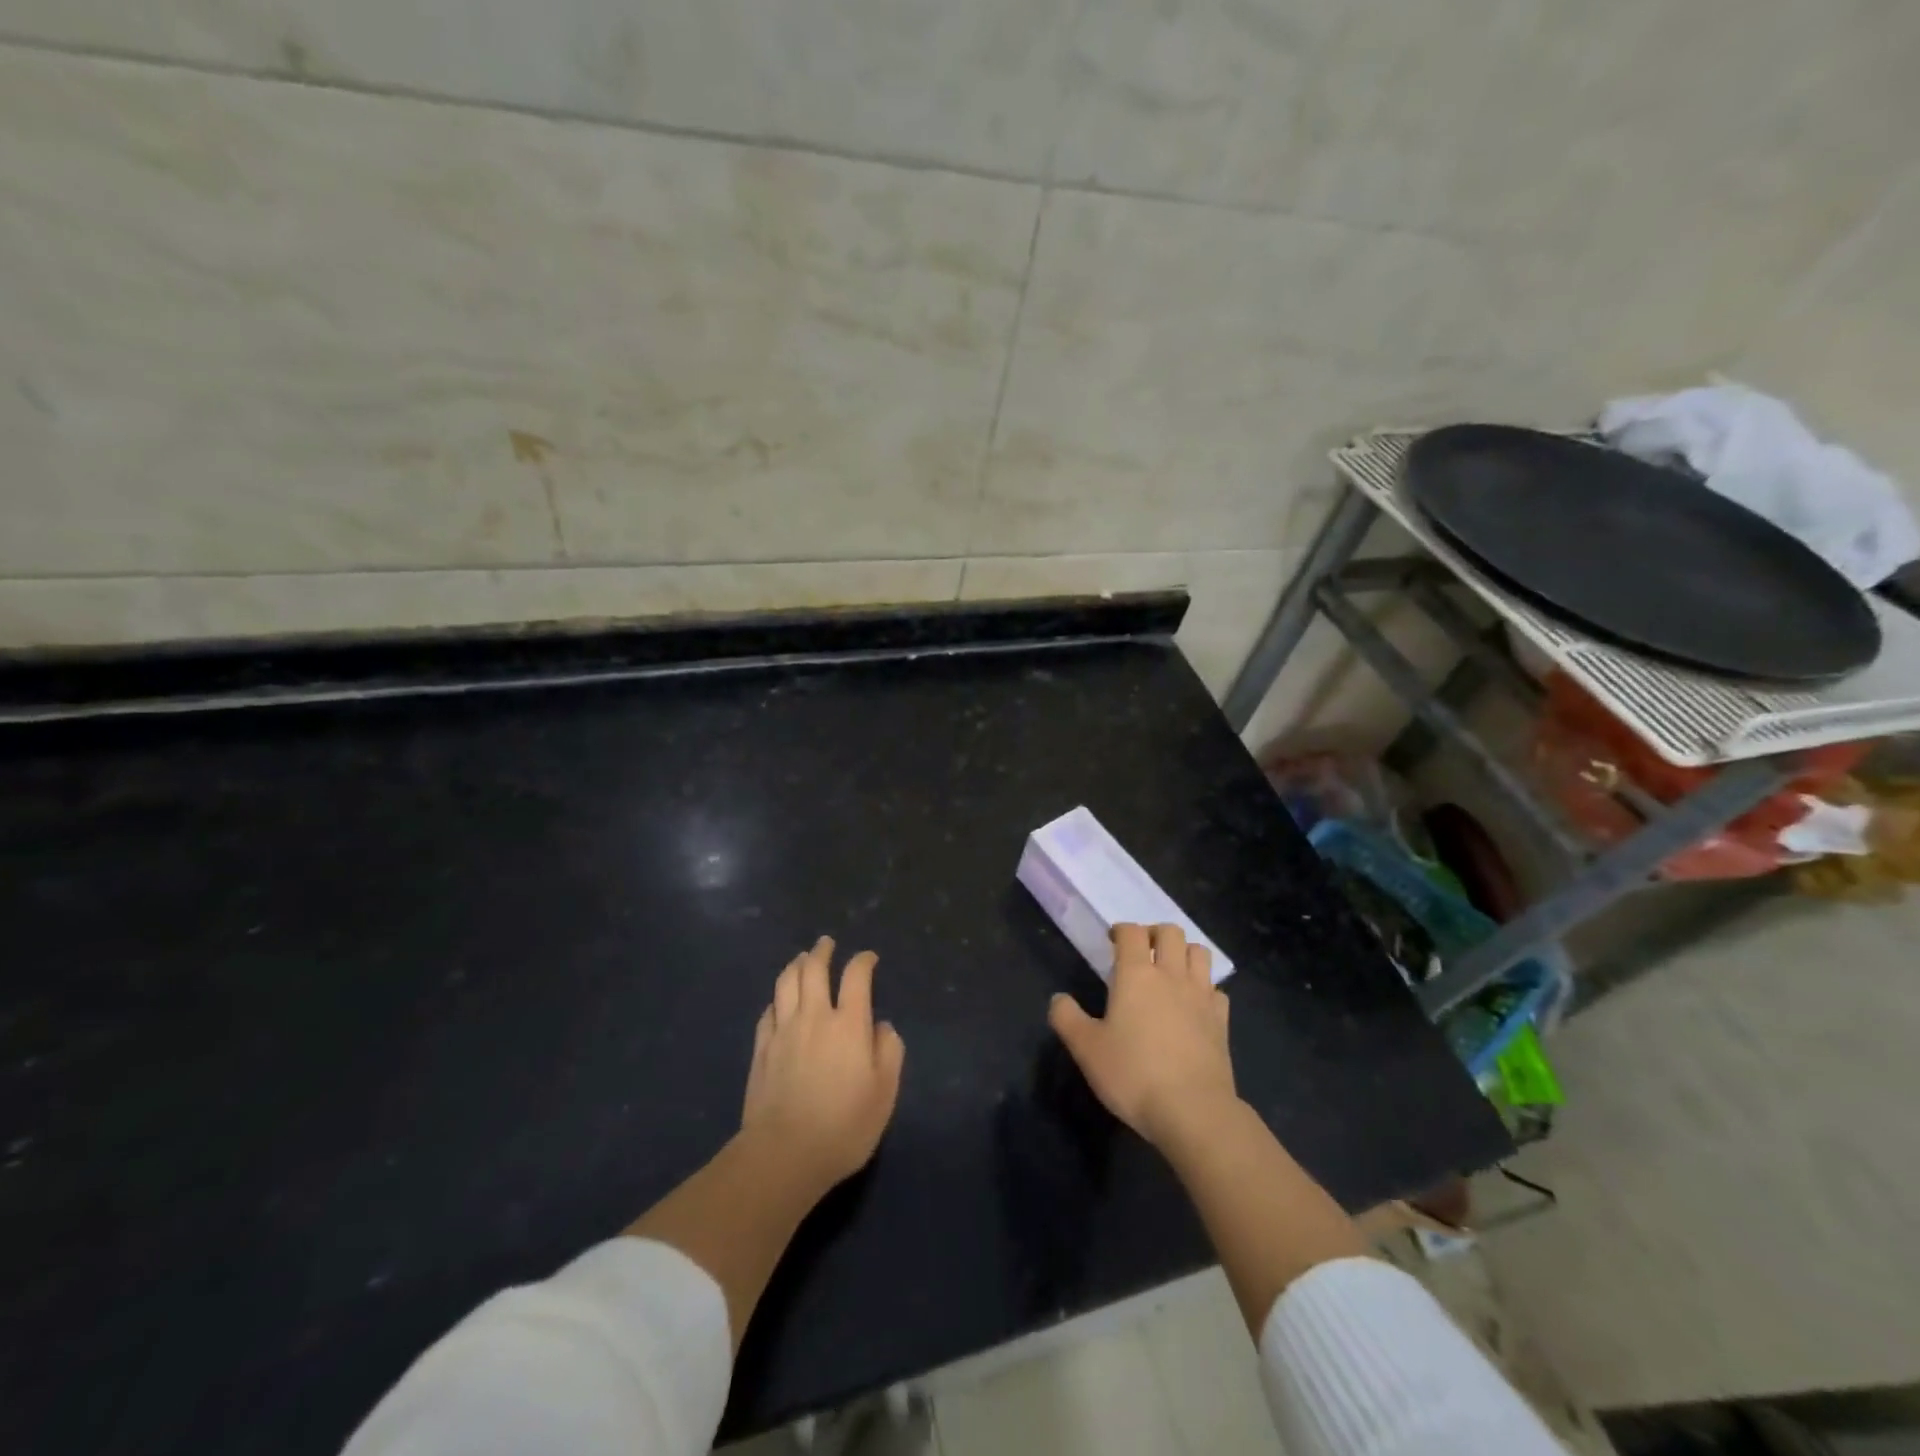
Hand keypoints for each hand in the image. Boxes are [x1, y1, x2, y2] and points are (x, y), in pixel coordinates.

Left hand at [742, 936, 905, 1195]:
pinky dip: (777, 997)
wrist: (784, 1153)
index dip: (863, 961)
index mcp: (849, 1024)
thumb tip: (881, 1027)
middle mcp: (815, 1016)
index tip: (869, 958)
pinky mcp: (761, 1048)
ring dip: (796, 965)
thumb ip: (889, 1052)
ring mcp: (783, 1030)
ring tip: (802, 958)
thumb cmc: (844, 1126)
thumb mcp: (884, 1093)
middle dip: (822, 951)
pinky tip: (780, 1000)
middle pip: (814, 969)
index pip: (856, 976)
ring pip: (786, 983)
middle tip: (826, 943)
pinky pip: (768, 1010)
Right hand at [1048, 923, 1236, 1149]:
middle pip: (1171, 932)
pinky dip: (1205, 988)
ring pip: (1200, 953)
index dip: (1121, 930)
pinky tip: (1194, 1004)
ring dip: (1184, 952)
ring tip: (1170, 970)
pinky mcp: (1221, 1021)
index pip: (1131, 933)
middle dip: (1155, 933)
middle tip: (1142, 951)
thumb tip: (1058, 999)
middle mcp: (1171, 976)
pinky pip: (1216, 989)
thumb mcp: (1086, 1049)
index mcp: (1136, 975)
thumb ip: (1067, 1018)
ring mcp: (1201, 997)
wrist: (1192, 1111)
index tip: (1112, 940)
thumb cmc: (1133, 1075)